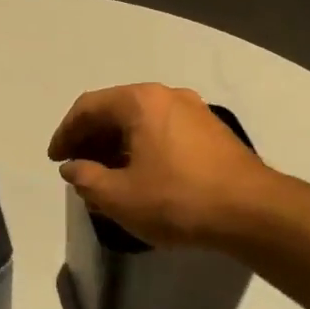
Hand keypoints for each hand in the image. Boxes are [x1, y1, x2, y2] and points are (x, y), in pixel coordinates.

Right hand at [48, 83, 271, 247]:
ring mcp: (194, 111)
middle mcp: (167, 96)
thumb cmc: (178, 200)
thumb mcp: (120, 196)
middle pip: (115, 110)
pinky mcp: (211, 132)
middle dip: (90, 139)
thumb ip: (86, 179)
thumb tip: (73, 168)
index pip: (88, 107)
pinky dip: (142, 149)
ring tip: (106, 177)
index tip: (56, 160)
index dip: (65, 133)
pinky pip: (163, 132)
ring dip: (116, 146)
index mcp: (140, 101)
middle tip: (77, 168)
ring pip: (141, 122)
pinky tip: (140, 177)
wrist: (254, 212)